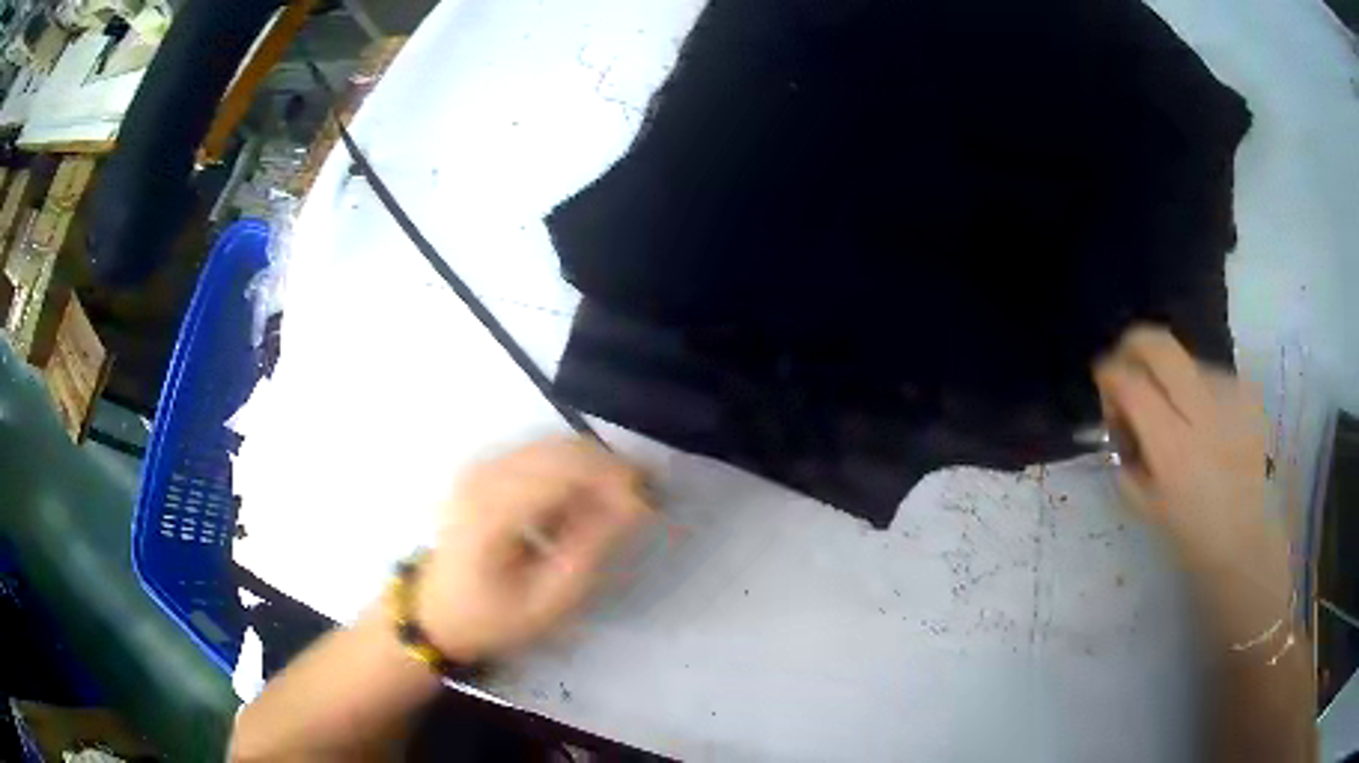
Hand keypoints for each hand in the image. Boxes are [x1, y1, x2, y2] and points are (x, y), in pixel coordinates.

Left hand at [415, 437, 650, 661]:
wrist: (436, 612)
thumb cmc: (492, 616)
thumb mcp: (548, 599)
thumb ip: (589, 547)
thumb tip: (631, 503)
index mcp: (493, 510)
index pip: (565, 469)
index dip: (615, 478)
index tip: (649, 506)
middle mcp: (483, 473)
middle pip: (561, 448)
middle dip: (609, 469)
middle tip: (642, 503)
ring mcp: (480, 466)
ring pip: (553, 445)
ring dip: (592, 468)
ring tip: (617, 506)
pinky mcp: (483, 468)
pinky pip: (539, 454)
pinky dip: (570, 471)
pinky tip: (581, 503)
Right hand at [1092, 327, 1286, 590]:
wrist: (1246, 535)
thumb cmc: (1189, 530)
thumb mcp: (1143, 501)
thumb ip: (1124, 451)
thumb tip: (1117, 412)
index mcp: (1173, 447)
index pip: (1129, 382)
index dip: (1109, 375)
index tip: (1105, 387)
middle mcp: (1202, 409)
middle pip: (1157, 343)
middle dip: (1132, 347)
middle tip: (1128, 373)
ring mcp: (1229, 393)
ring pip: (1182, 358)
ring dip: (1168, 379)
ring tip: (1176, 417)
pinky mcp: (1246, 389)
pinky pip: (1208, 374)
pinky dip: (1195, 391)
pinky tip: (1203, 424)